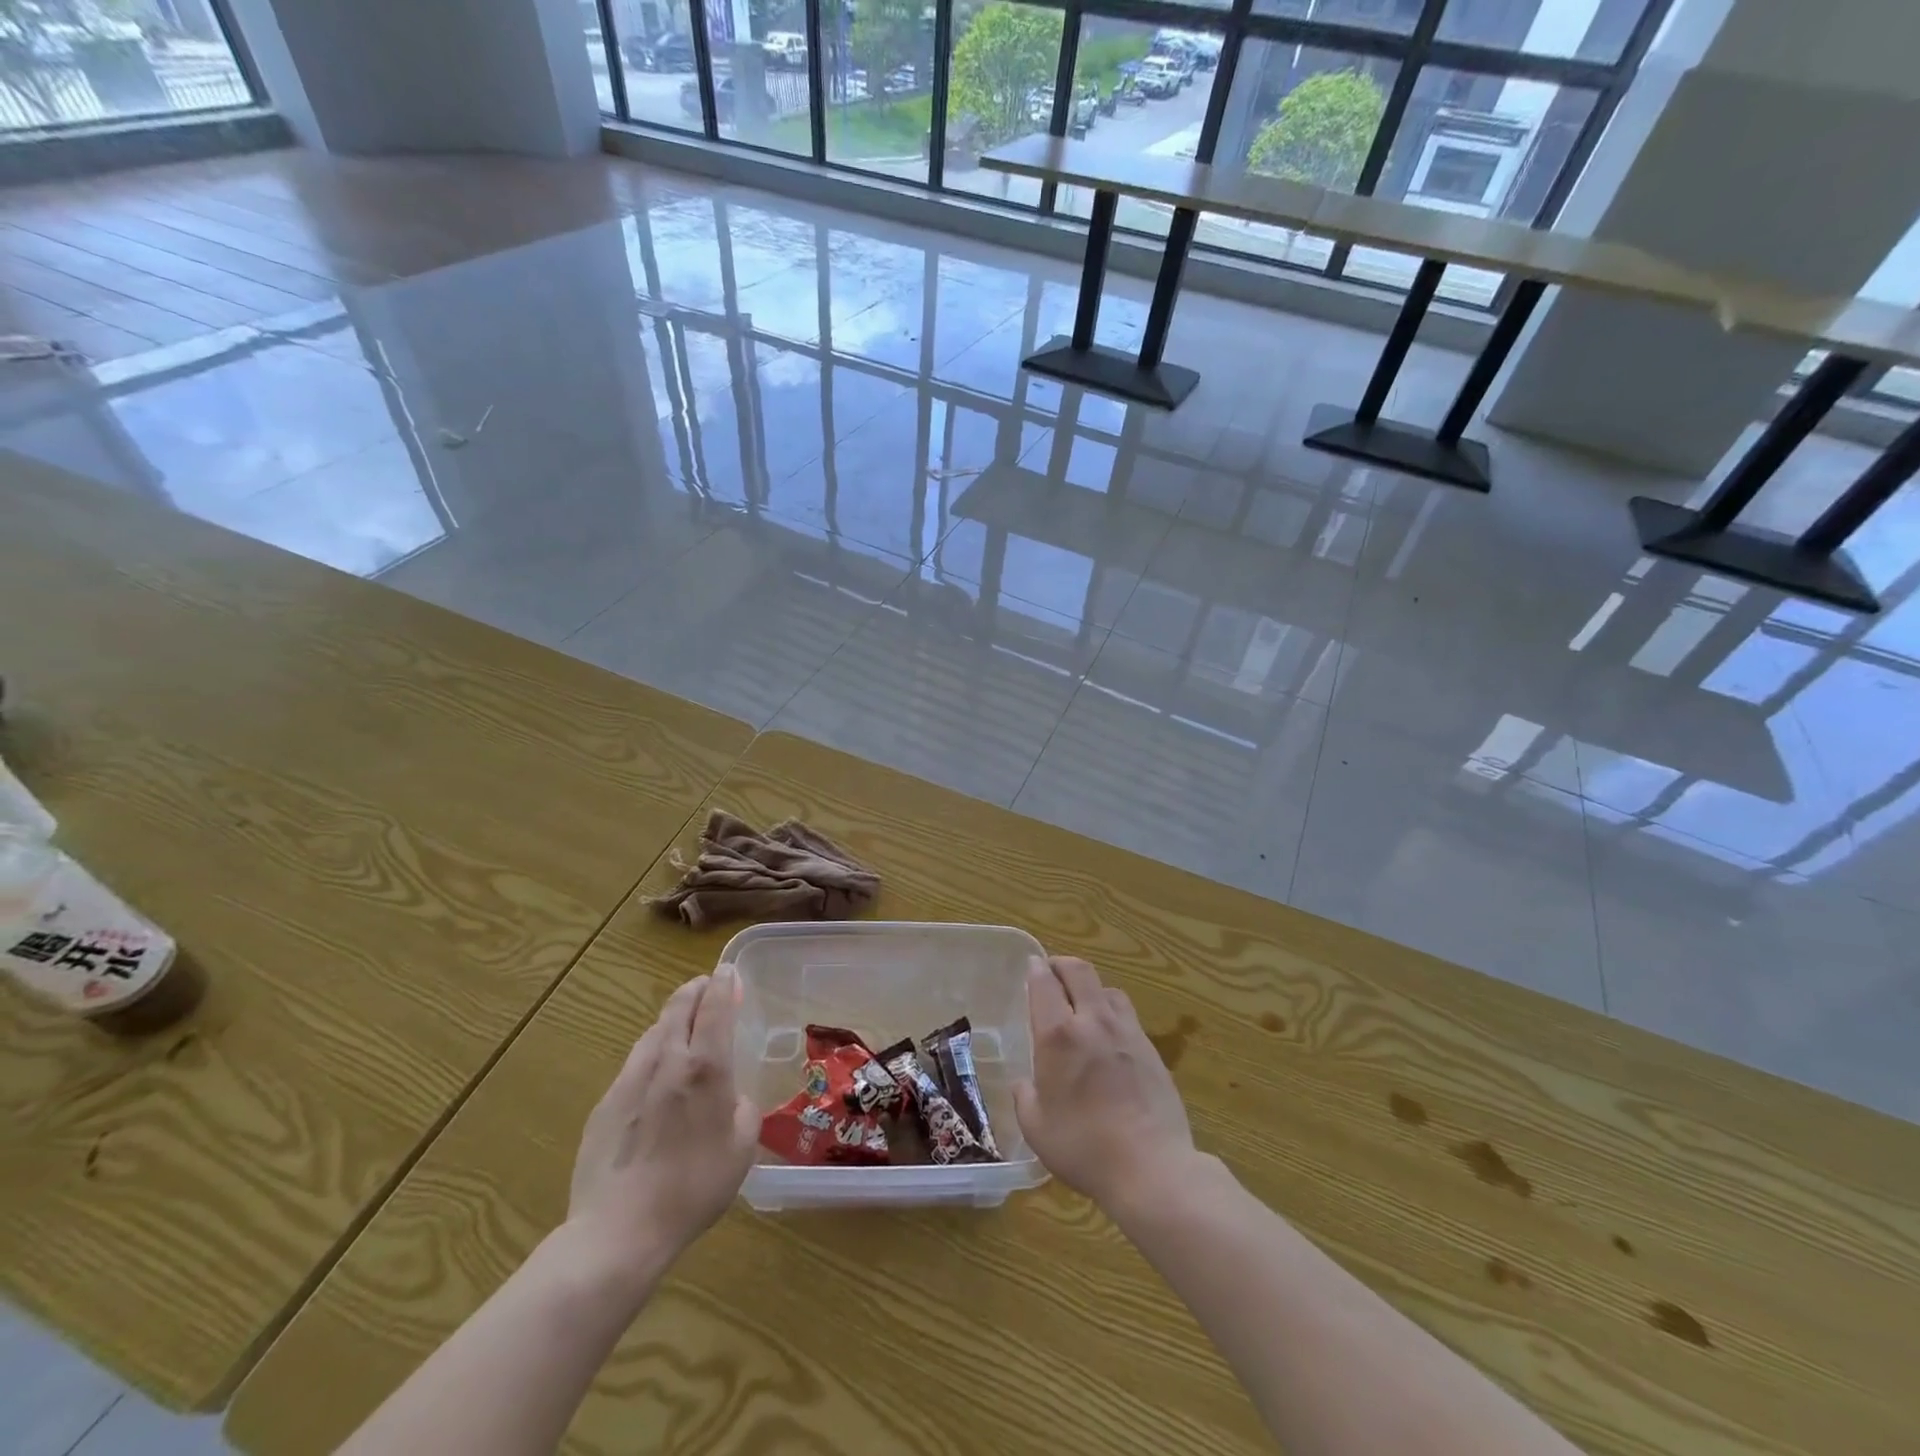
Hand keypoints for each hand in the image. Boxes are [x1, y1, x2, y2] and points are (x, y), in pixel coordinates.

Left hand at [566, 966, 758, 1275]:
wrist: (619, 1231)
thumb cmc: (693, 1188)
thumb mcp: (741, 1149)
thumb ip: (743, 1110)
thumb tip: (733, 1099)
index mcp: (707, 1067)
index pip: (716, 1007)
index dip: (724, 983)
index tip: (729, 972)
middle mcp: (668, 1060)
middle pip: (679, 1007)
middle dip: (696, 990)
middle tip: (707, 987)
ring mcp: (631, 1079)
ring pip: (653, 1031)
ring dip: (672, 1019)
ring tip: (682, 1025)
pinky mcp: (606, 1103)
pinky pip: (635, 1063)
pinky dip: (652, 1052)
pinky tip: (656, 1073)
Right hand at [1013, 955, 1196, 1211]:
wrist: (1152, 1168)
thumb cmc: (1084, 1148)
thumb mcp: (1036, 1128)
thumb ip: (1025, 1097)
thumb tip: (1026, 1083)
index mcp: (1059, 1035)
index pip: (1045, 983)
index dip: (1036, 970)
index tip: (1031, 967)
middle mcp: (1093, 1022)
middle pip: (1080, 971)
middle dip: (1062, 965)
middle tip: (1052, 972)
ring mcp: (1127, 1032)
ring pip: (1108, 989)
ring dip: (1090, 987)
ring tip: (1083, 1004)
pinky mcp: (1152, 1049)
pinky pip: (1127, 1015)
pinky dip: (1112, 1013)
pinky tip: (1109, 1036)